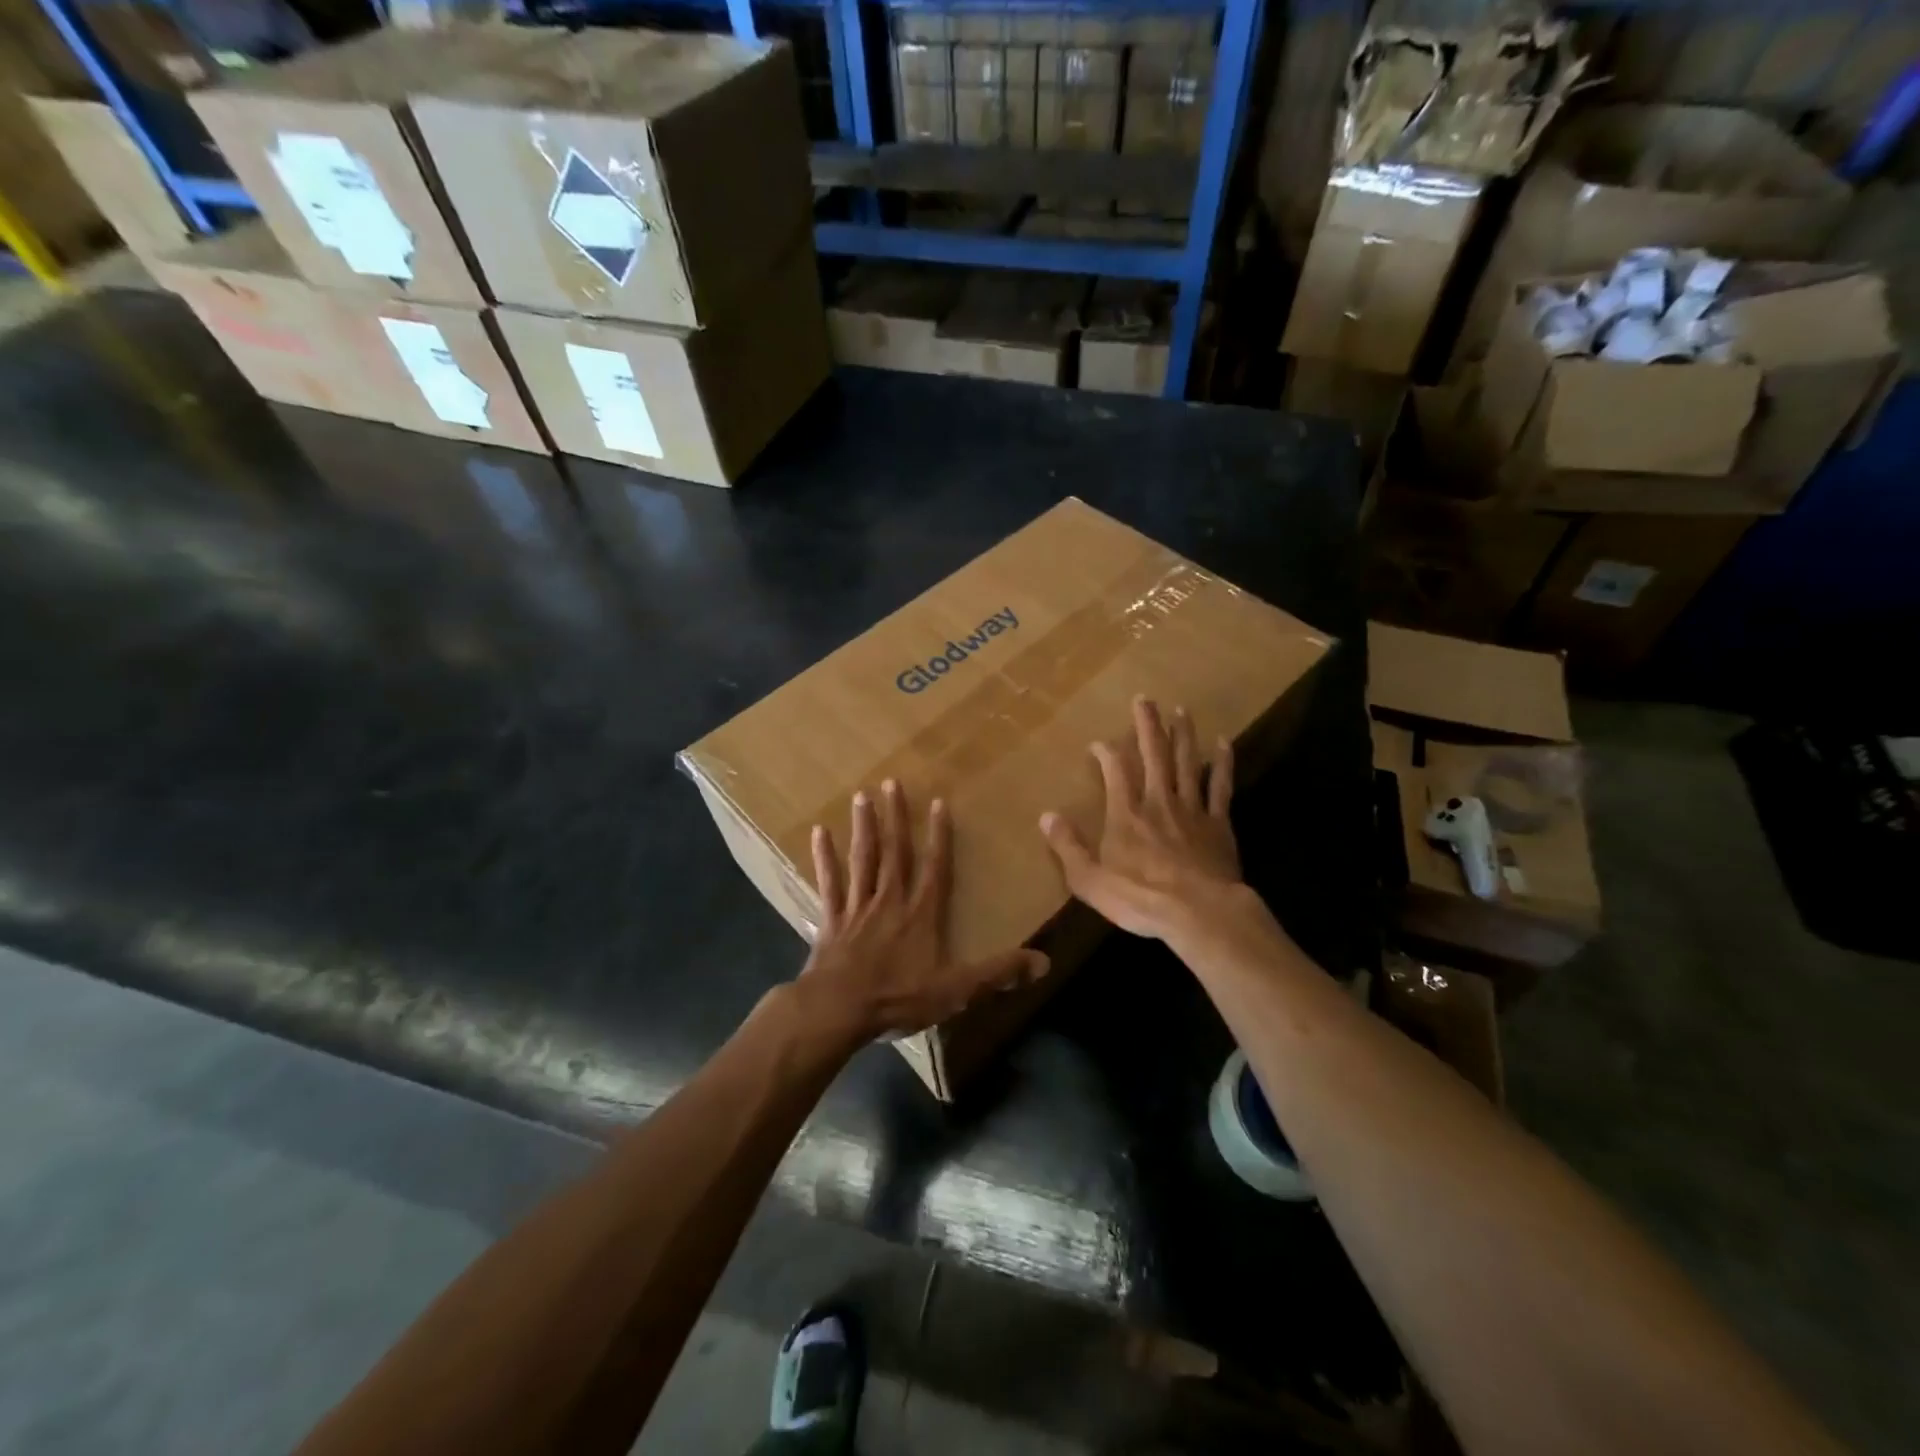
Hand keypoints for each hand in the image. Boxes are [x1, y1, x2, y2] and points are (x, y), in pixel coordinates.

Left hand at [799, 780, 1048, 1042]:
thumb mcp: (956, 990)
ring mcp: (858, 907)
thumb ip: (997, 973)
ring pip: (863, 859)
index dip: (939, 836)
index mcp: (920, 914)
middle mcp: (890, 901)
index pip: (935, 868)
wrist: (839, 1009)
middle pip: (895, 853)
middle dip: (895, 818)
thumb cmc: (898, 997)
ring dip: (864, 827)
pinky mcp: (832, 920)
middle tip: (891, 783)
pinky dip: (825, 858)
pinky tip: (819, 833)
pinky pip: (829, 883)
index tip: (937, 802)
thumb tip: (1043, 962)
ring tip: (861, 796)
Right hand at [1040, 697, 1248, 942]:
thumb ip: (1067, 846)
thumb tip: (1045, 816)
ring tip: (1182, 710)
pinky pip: (1221, 787)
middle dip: (1148, 726)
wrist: (1199, 913)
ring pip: (1187, 763)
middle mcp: (1158, 802)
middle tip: (1146, 699)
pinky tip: (1224, 743)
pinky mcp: (1218, 824)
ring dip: (1183, 735)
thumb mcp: (1089, 879)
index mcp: (1126, 814)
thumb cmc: (1139, 899)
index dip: (1106, 753)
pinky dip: (1222, 764)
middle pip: (1153, 755)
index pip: (1115, 772)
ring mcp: (1192, 810)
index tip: (1098, 743)